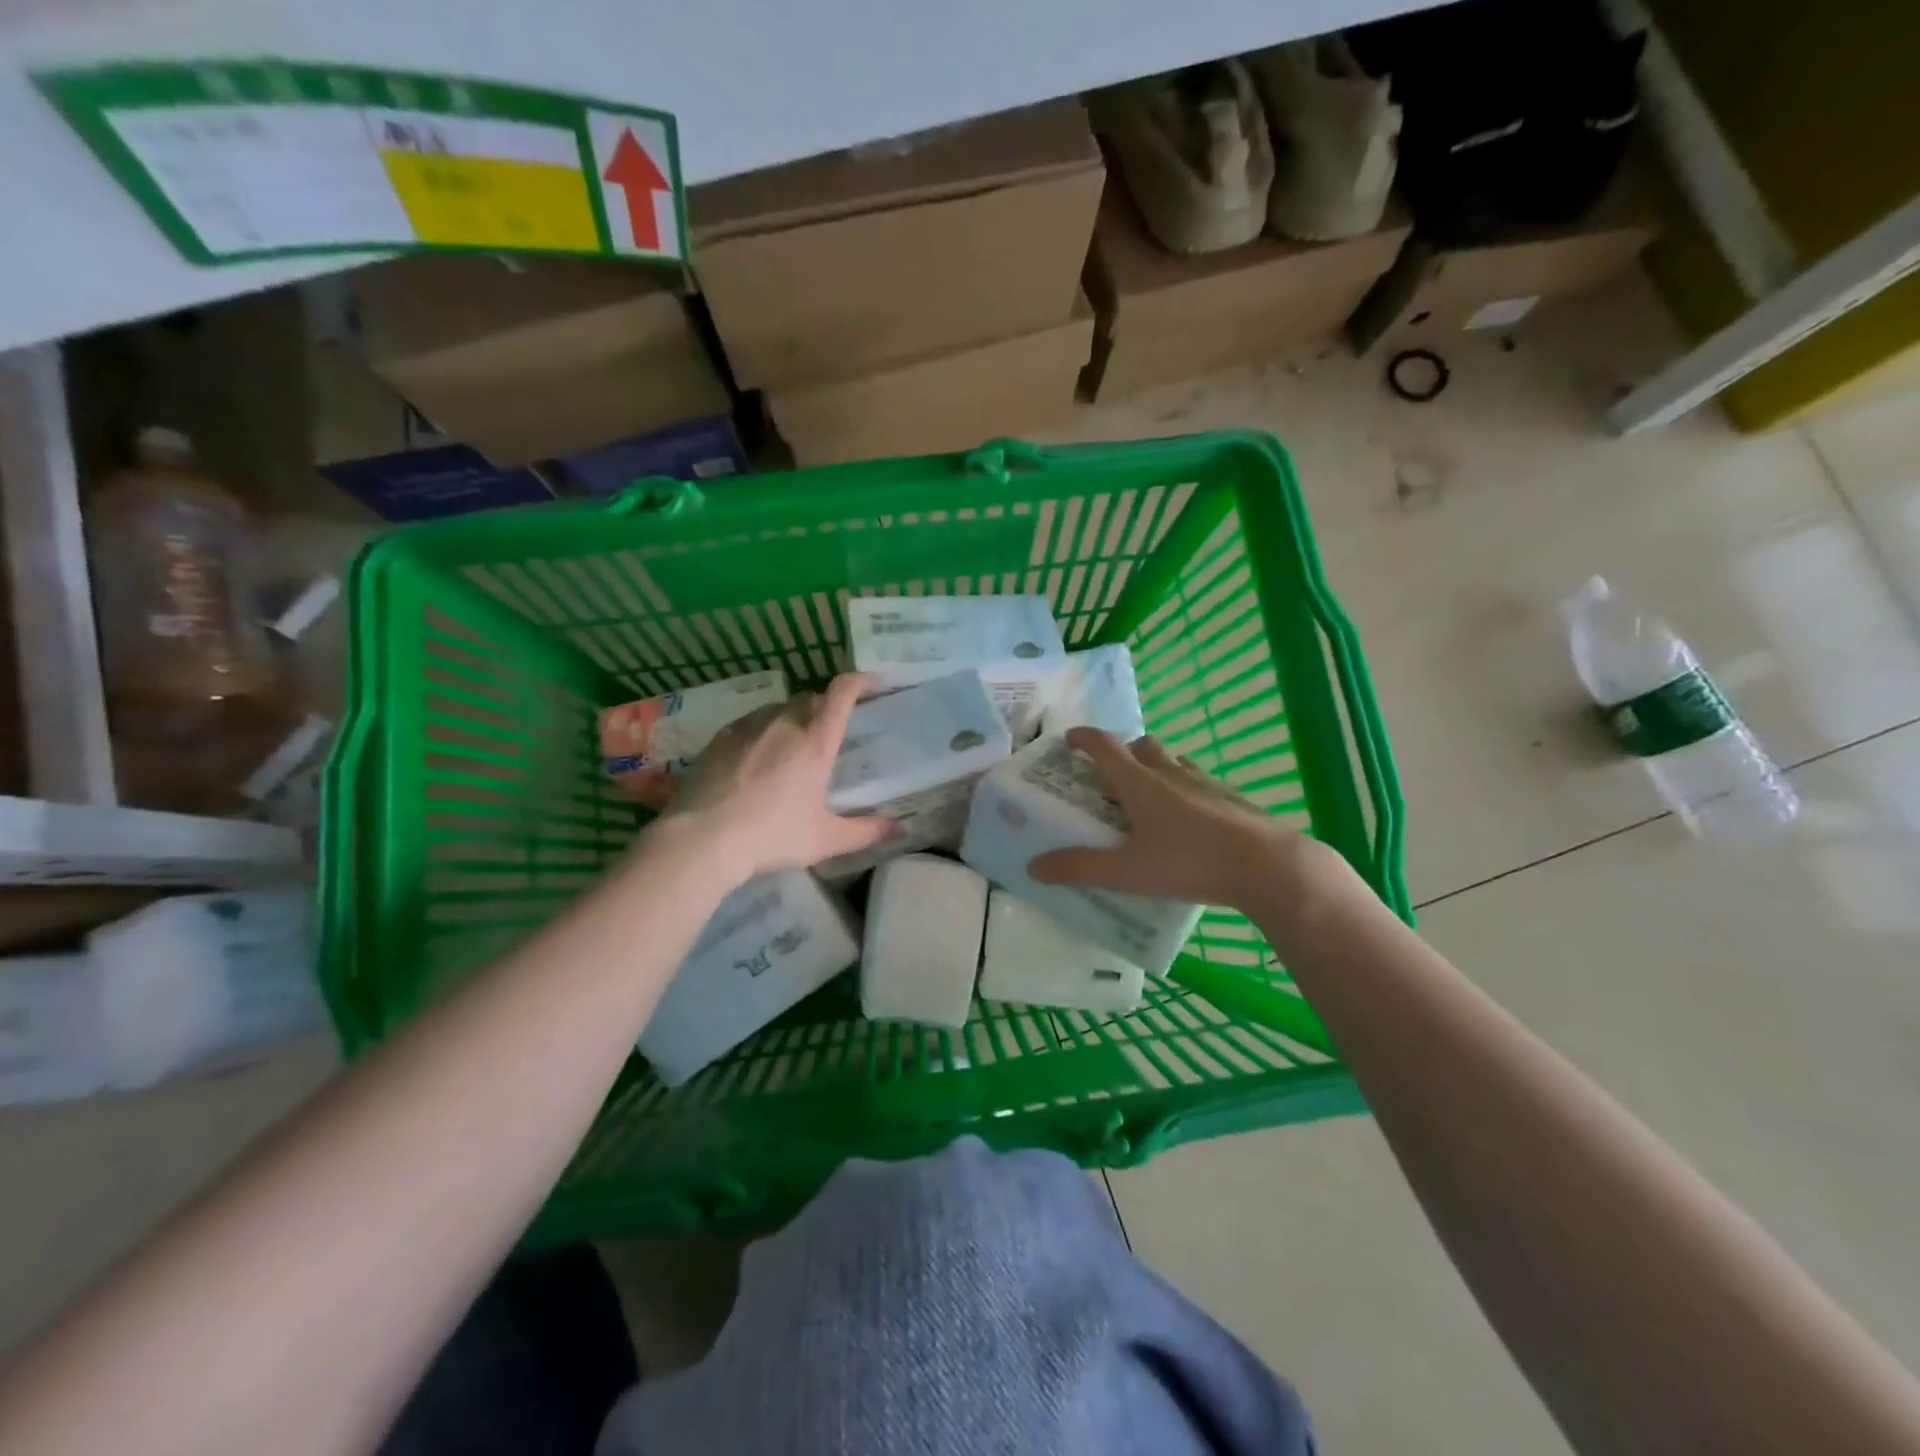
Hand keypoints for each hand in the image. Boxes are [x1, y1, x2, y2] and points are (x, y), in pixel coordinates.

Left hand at [652, 673, 890, 887]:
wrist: (701, 839)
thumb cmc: (771, 836)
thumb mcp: (825, 840)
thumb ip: (865, 831)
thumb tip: (897, 828)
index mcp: (816, 740)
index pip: (842, 692)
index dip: (859, 682)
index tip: (871, 685)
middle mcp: (784, 722)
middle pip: (812, 698)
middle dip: (827, 707)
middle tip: (832, 732)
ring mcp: (749, 726)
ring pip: (780, 708)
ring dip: (794, 718)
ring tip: (794, 746)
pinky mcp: (721, 736)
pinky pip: (752, 722)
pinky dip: (764, 730)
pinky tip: (758, 757)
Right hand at [1027, 728, 1354, 911]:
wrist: (1266, 866)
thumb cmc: (1189, 863)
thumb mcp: (1126, 872)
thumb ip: (1079, 868)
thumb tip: (1033, 866)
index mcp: (1140, 783)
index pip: (1105, 746)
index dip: (1084, 739)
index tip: (1069, 739)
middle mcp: (1171, 773)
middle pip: (1142, 745)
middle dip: (1123, 752)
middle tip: (1111, 775)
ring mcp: (1206, 783)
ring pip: (1174, 760)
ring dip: (1156, 766)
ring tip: (1150, 796)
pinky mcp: (1231, 799)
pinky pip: (1200, 782)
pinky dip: (1186, 788)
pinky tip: (1190, 820)